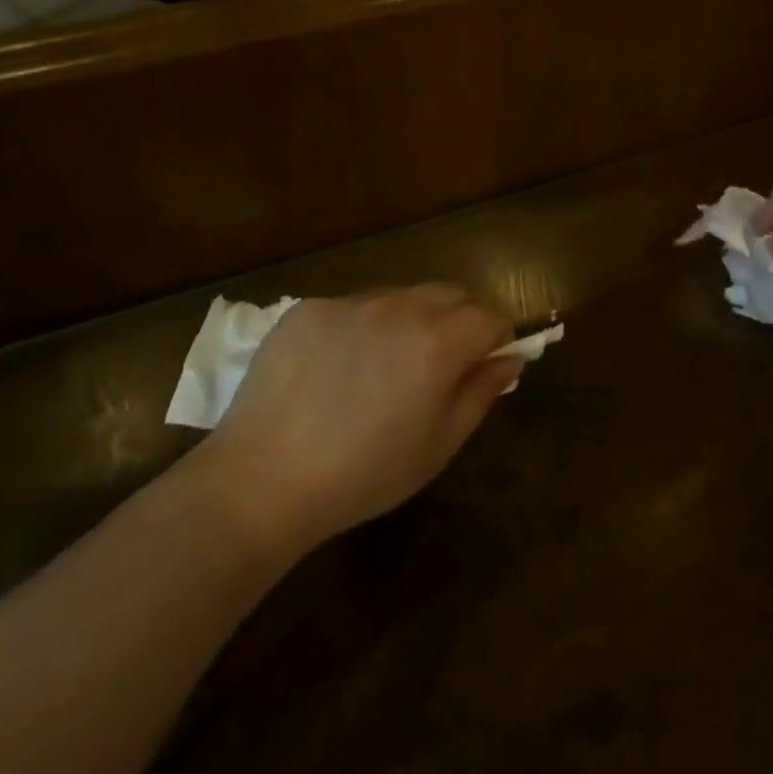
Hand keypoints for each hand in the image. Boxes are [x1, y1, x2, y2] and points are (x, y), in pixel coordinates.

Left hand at [186, 287, 518, 553]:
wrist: (263, 479)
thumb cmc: (365, 473)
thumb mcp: (439, 444)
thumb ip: (482, 393)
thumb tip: (509, 358)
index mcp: (438, 341)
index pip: (490, 316)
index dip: (498, 337)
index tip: (488, 363)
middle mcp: (398, 307)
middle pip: (450, 294)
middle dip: (461, 319)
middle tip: (445, 362)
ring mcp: (349, 302)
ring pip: (401, 295)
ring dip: (413, 319)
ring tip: (387, 366)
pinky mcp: (308, 308)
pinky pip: (354, 306)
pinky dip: (364, 326)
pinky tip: (340, 368)